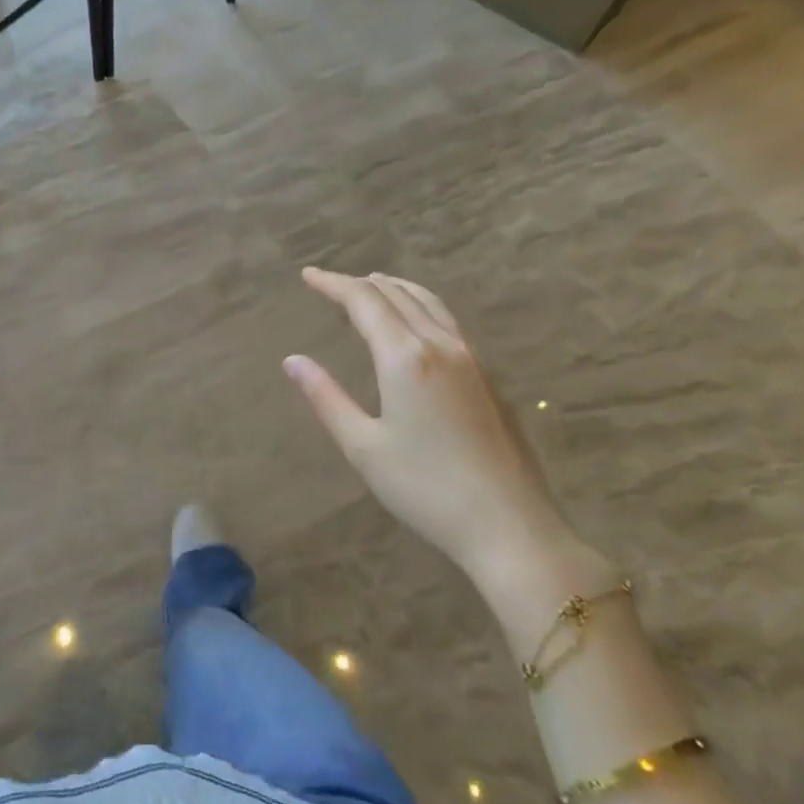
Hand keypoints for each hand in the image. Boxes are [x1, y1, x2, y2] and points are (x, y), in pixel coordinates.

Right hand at [286, 268, 589, 591]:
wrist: (510, 527)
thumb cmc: (425, 489)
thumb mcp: (363, 446)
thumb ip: (326, 397)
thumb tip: (292, 360)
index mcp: (405, 357)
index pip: (364, 302)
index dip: (333, 284)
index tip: (307, 275)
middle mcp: (440, 346)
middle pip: (397, 295)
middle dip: (360, 283)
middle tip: (329, 282)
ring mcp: (471, 360)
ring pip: (429, 304)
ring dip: (395, 288)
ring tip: (373, 285)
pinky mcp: (489, 378)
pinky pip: (447, 322)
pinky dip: (420, 306)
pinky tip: (415, 324)